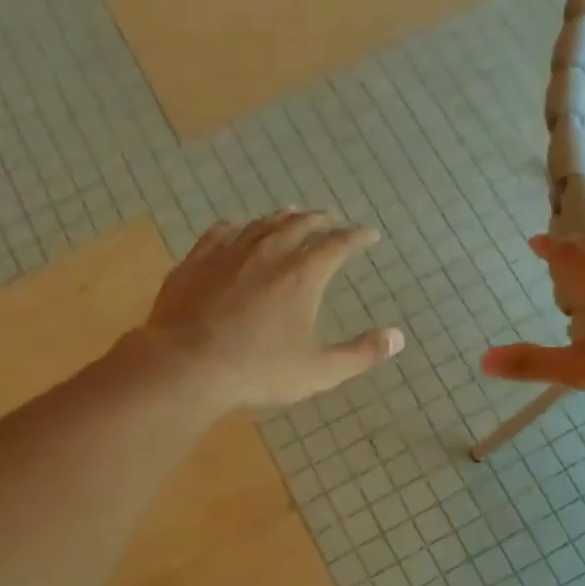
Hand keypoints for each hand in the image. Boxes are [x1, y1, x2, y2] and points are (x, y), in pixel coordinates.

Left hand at [144, 210, 404, 409]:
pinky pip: (220, 233)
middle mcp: (269, 252)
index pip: (338, 244)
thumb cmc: (259, 370)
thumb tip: (397, 338)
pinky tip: (235, 230)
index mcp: (303, 274)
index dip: (357, 237)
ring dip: (281, 218)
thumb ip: (361, 354)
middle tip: (331, 219)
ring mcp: (229, 253)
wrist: (187, 365)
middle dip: (320, 220)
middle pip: (300, 224)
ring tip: (291, 215)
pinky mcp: (196, 261)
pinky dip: (237, 228)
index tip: (369, 235)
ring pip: (261, 224)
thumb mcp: (319, 370)